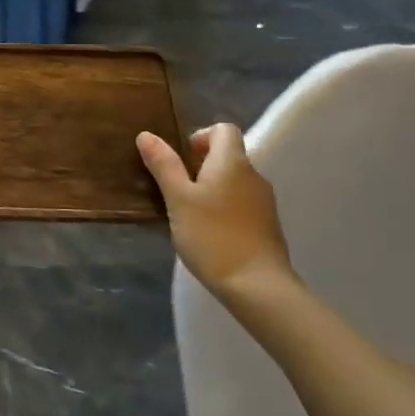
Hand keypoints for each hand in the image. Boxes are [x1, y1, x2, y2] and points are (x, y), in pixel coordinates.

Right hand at [137, 123, 295, 298]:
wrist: (257, 286)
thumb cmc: (212, 236)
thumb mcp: (178, 199)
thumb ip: (164, 165)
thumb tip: (146, 134)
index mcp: (232, 162)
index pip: (224, 129)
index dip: (201, 136)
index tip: (182, 159)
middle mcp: (253, 175)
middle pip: (228, 155)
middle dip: (202, 166)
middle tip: (178, 189)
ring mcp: (264, 202)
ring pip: (235, 182)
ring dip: (213, 188)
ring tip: (190, 213)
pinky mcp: (268, 226)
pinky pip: (243, 204)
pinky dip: (225, 208)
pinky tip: (209, 233)